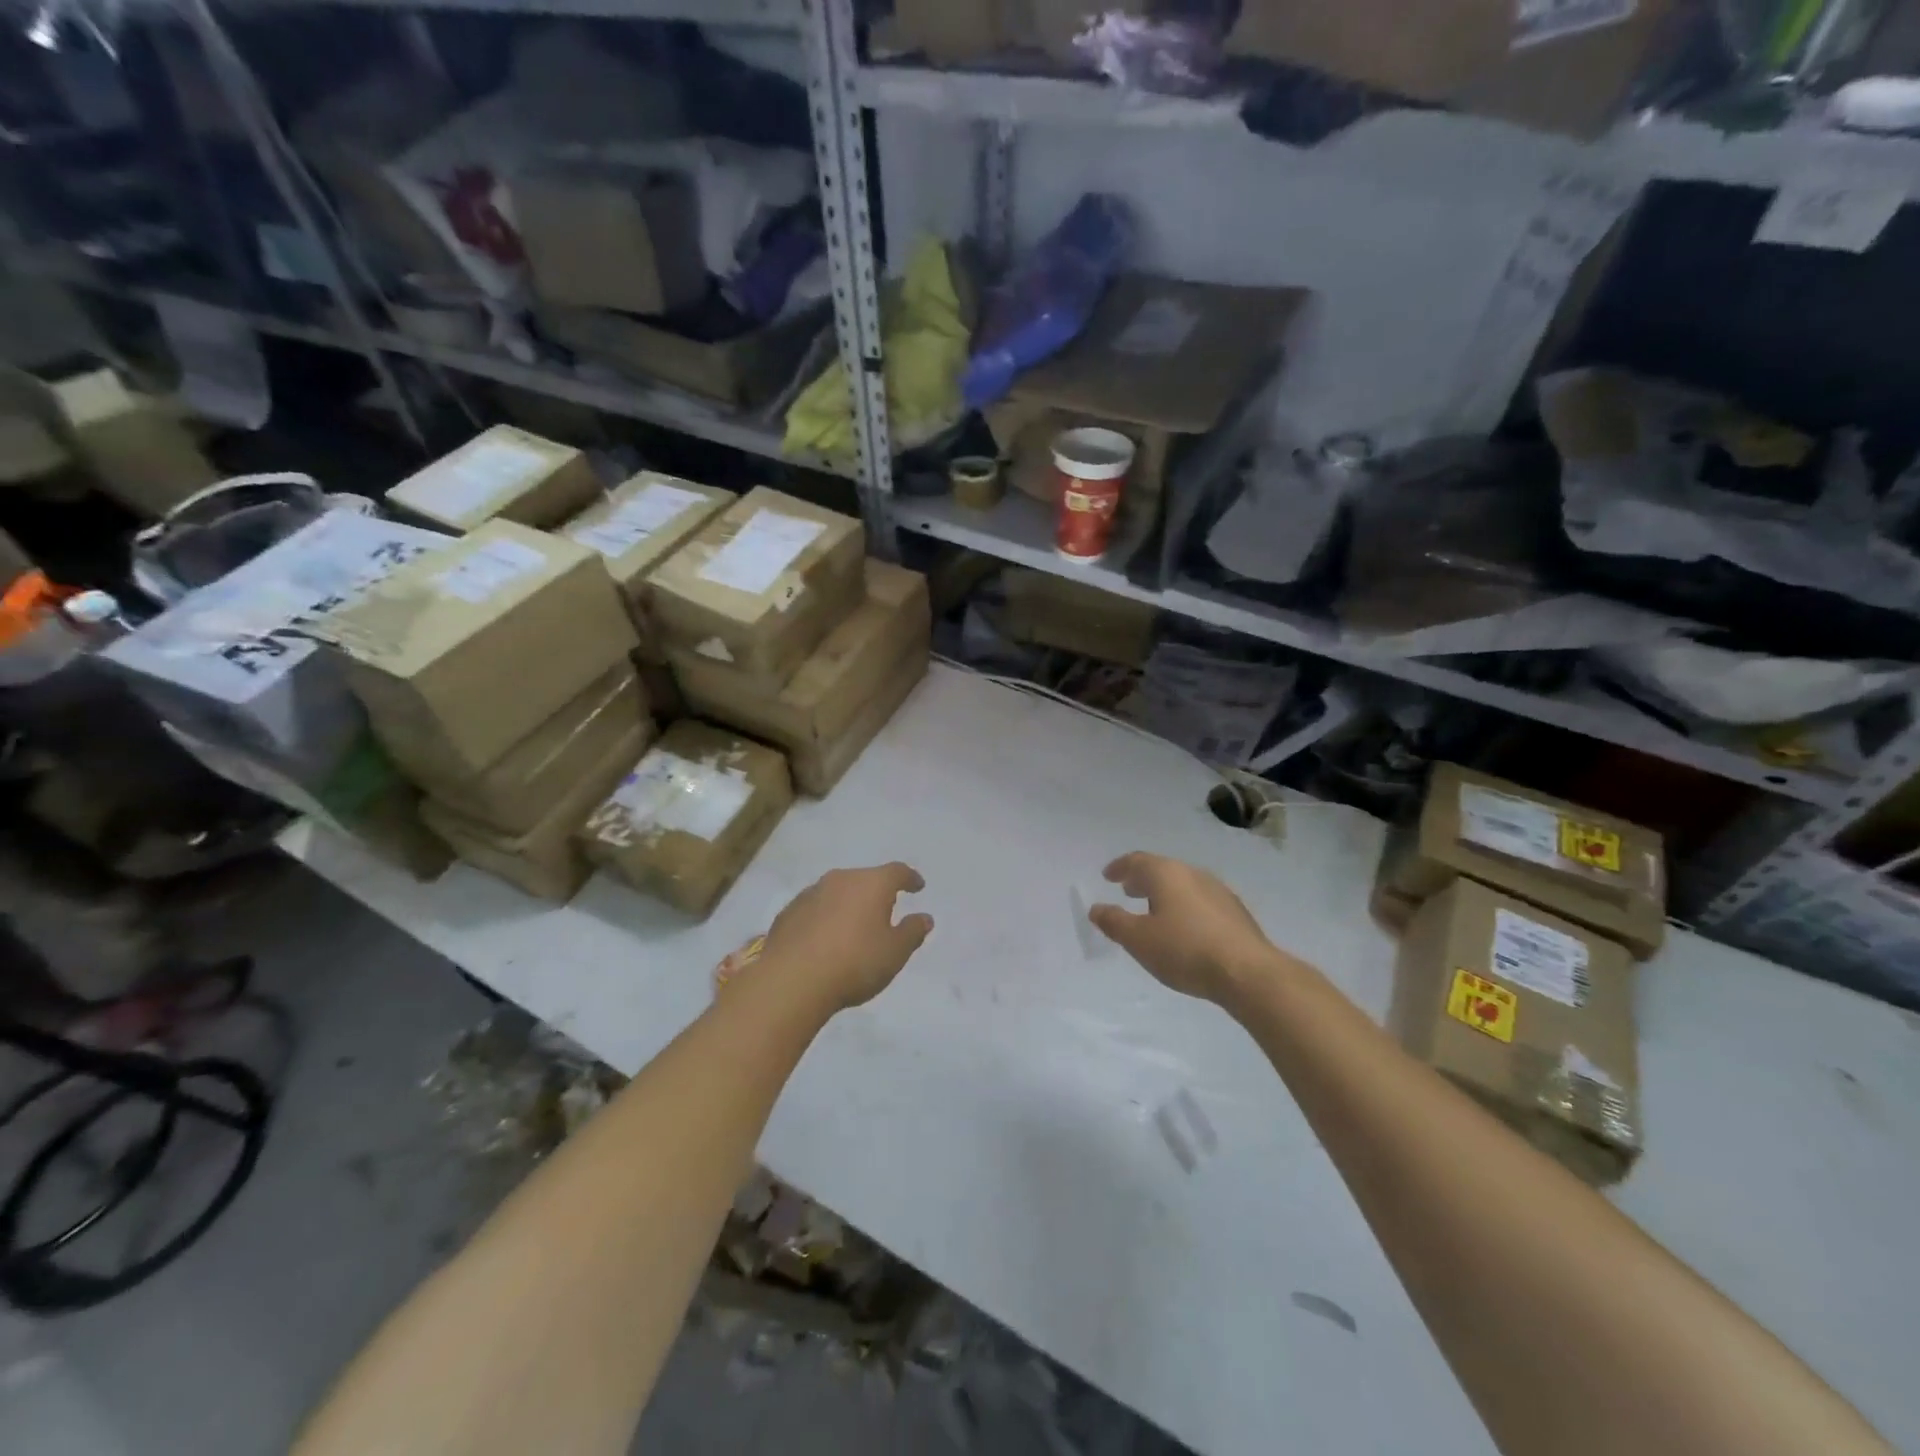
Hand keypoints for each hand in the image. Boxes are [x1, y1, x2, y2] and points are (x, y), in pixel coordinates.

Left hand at [759, 863, 933, 1013]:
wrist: (791, 981)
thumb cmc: (854, 963)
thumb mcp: (895, 953)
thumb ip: (912, 932)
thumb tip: (924, 917)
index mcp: (871, 884)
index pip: (897, 872)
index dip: (910, 878)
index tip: (918, 886)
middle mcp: (840, 879)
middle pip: (864, 879)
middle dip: (877, 892)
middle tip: (885, 910)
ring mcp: (810, 893)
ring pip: (837, 892)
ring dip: (848, 904)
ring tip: (853, 926)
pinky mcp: (788, 912)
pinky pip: (815, 909)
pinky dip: (824, 918)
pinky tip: (824, 939)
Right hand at [1089, 853, 1278, 1005]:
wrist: (1248, 972)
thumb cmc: (1184, 950)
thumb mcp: (1138, 940)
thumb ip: (1114, 922)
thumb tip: (1096, 908)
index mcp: (1166, 874)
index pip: (1137, 861)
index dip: (1119, 867)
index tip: (1107, 876)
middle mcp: (1193, 874)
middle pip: (1162, 870)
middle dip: (1142, 879)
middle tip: (1128, 891)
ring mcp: (1218, 891)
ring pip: (1183, 885)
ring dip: (1164, 894)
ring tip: (1154, 911)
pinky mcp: (1235, 912)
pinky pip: (1200, 900)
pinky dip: (1184, 906)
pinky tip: (1184, 928)